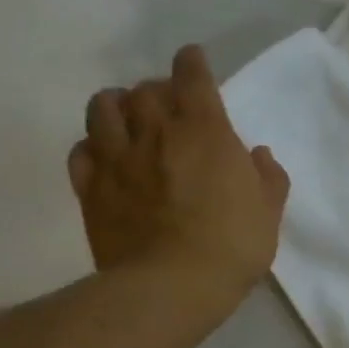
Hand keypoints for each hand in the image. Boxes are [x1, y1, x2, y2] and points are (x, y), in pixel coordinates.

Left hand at [67, 45, 289, 306]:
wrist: (171, 287)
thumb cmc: (231, 246)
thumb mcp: (268, 213)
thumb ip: (267, 178)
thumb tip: (257, 155)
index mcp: (204, 131)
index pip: (192, 76)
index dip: (192, 62)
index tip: (193, 60)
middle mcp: (155, 132)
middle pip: (145, 88)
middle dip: (157, 89)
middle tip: (167, 106)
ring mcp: (117, 158)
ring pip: (102, 107)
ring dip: (116, 106)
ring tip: (127, 120)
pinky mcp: (90, 188)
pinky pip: (80, 151)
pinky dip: (92, 147)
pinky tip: (105, 158)